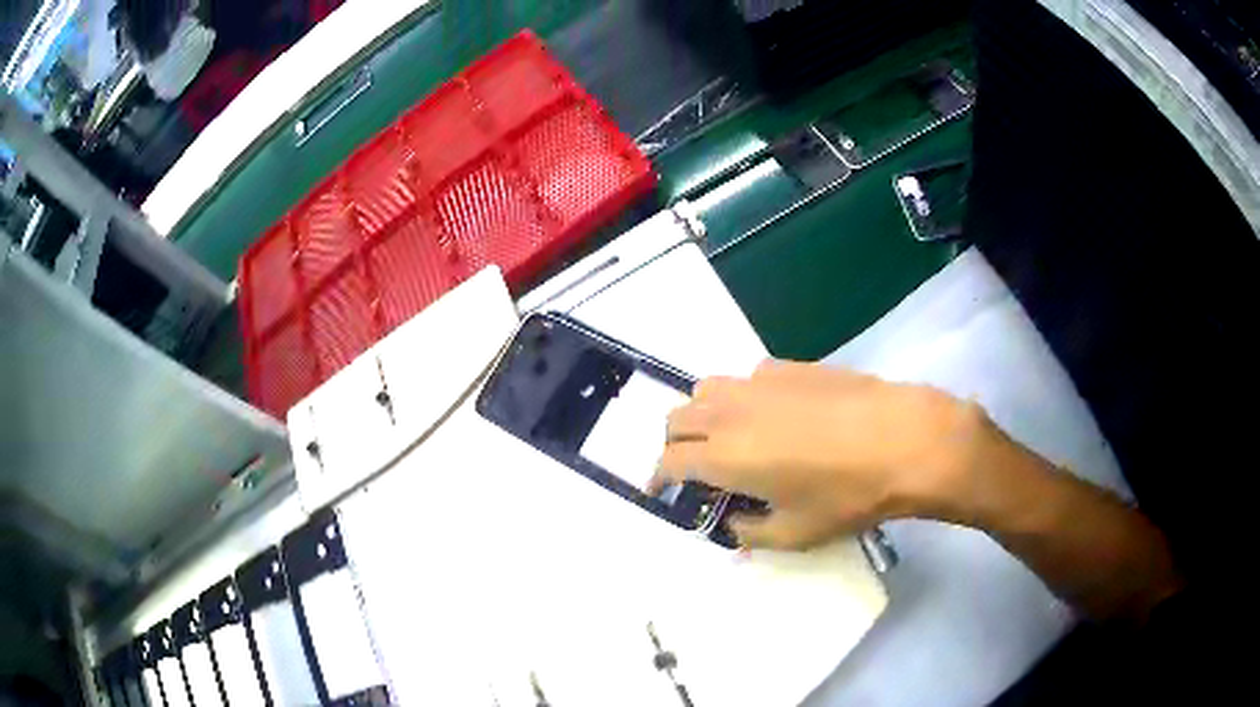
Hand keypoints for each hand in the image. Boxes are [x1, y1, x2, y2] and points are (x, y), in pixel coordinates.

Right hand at [650, 360, 991, 548]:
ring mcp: (758, 382)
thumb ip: (750, 533)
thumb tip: (733, 523)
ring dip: (702, 414)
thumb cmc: (847, 495)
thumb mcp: (795, 533)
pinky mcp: (788, 365)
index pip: (669, 461)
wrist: (903, 439)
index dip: (657, 477)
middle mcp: (730, 411)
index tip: (660, 489)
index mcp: (724, 455)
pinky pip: (746, 378)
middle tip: (693, 467)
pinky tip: (772, 415)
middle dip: (674, 444)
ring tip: (726, 437)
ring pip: (706, 389)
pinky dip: (741, 398)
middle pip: (677, 418)